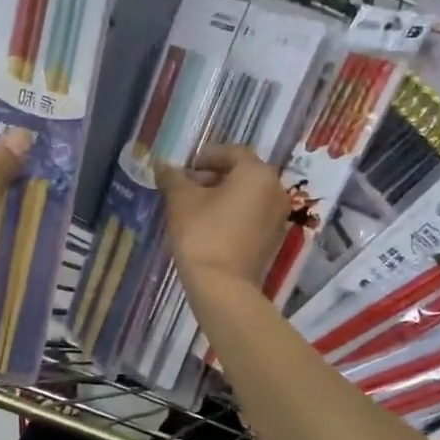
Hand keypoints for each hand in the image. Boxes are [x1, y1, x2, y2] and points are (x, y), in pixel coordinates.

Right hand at [156, 143, 288, 291]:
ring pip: (246, 195)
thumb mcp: (181, 200)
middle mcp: (275, 190)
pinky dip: (231, 213)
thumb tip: (162, 164)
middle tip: (184, 188)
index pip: (232, 152)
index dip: (206, 156)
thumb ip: (172, 177)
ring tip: (192, 208)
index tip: (184, 168)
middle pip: (241, 173)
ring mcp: (277, 216)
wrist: (222, 286)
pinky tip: (207, 226)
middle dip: (212, 176)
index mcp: (257, 174)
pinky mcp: (272, 239)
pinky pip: (251, 215)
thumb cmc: (202, 233)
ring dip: (221, 196)